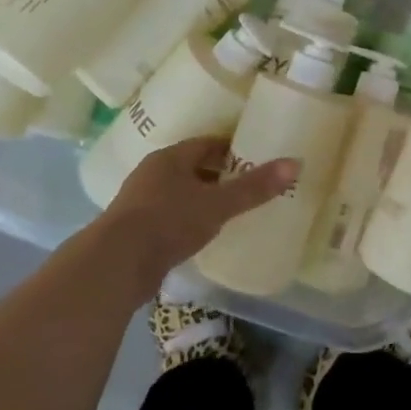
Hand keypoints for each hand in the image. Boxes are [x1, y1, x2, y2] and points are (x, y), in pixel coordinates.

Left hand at [95, 137, 296, 295]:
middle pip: (193, 167)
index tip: (255, 155)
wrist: (116, 265)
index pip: (207, 144)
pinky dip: (189, 221)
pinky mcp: (137, 231)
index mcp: (170, 158)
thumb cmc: (168, 222)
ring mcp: (141, 203)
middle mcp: (153, 174)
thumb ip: (254, 187)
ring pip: (181, 193)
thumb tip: (295, 163)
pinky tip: (204, 234)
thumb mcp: (217, 204)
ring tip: (232, 210)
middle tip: (249, 183)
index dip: (232, 148)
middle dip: (219, 174)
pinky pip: (171, 217)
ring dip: (203, 199)